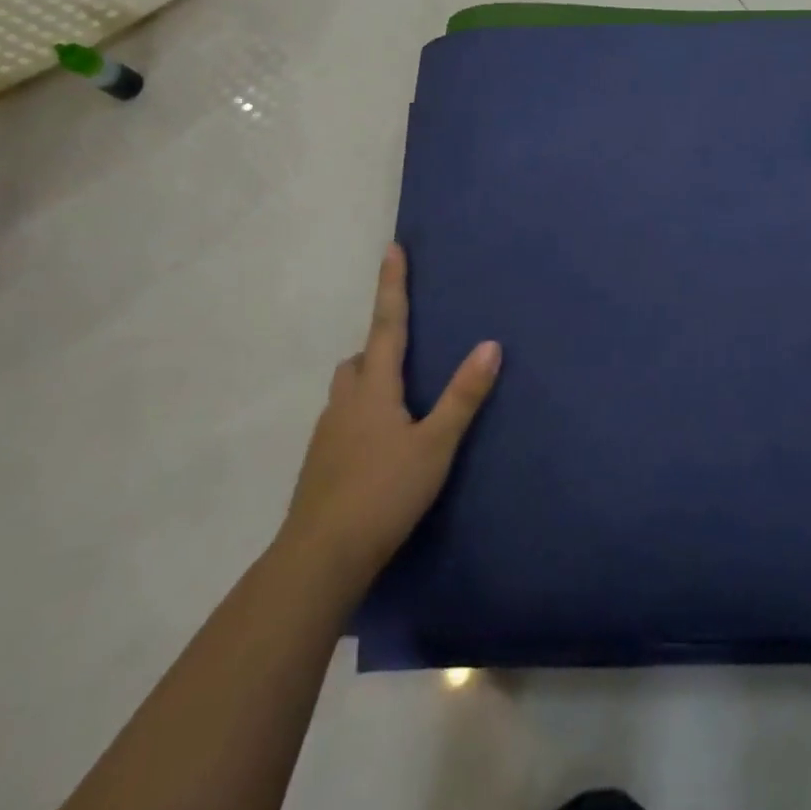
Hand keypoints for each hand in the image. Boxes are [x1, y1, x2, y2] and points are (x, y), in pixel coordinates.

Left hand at [279, 243, 500, 595]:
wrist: (319, 559)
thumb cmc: (383, 494)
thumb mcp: (435, 445)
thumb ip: (463, 396)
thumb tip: (491, 345)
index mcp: (374, 388)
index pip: (388, 325)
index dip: (392, 286)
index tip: (392, 249)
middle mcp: (345, 402)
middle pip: (360, 359)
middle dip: (380, 346)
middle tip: (408, 352)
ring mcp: (327, 434)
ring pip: (348, 390)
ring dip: (369, 382)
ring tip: (400, 401)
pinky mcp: (320, 464)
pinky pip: (343, 420)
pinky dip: (362, 415)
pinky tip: (380, 446)